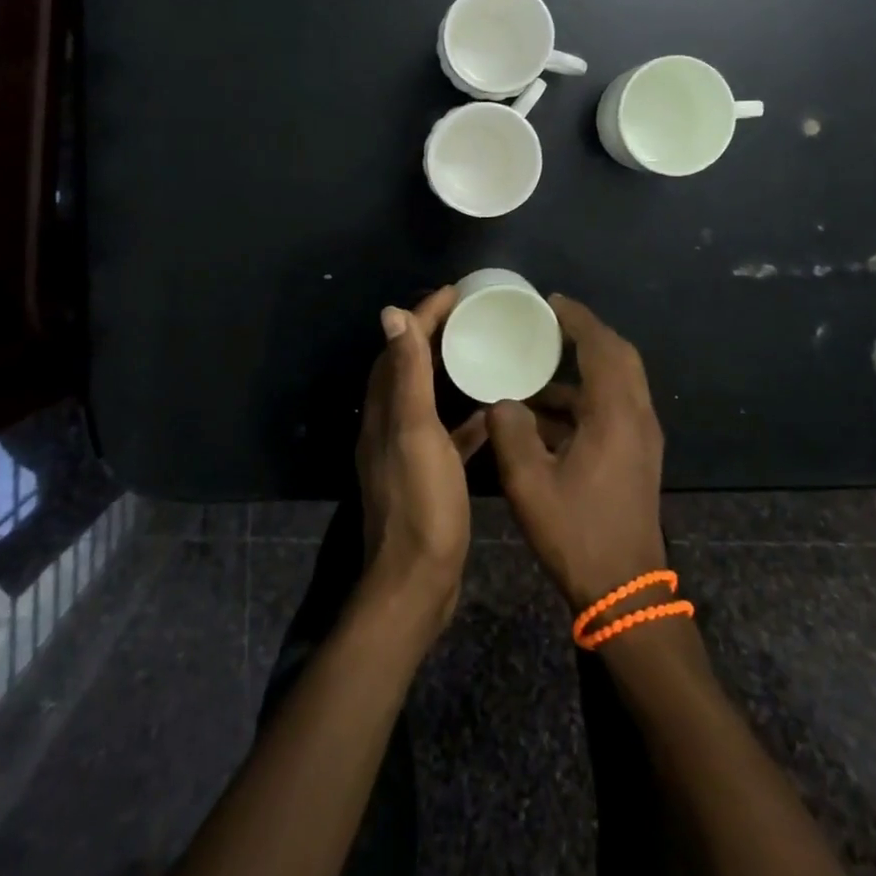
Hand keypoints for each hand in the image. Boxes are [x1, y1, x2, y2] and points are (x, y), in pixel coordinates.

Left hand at [357, 287, 486, 636]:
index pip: (400, 347)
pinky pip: (446, 431)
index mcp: (384, 410)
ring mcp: (407, 452)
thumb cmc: (422, 503)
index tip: (454, 292)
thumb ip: (406, 374)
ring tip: (481, 351)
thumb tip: (391, 314)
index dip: (424, 315)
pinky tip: (491, 411)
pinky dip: (463, 415)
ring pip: (427, 396)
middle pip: (409, 366)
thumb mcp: (416, 432)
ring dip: (448, 370)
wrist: (417, 583)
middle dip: (433, 334)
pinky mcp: (427, 475)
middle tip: (469, 315)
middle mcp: (389, 425)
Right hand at [485, 296, 667, 611]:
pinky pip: (615, 405)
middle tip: (549, 324)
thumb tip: (502, 402)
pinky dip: (586, 395)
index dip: (577, 319)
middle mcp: (636, 416)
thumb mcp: (529, 484)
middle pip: (619, 356)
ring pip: (619, 381)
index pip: (601, 347)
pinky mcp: (638, 454)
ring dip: (585, 367)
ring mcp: (642, 437)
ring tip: (540, 367)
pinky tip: (549, 413)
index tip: (550, 302)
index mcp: (615, 414)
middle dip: (586, 334)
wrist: (625, 591)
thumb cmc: (577, 533)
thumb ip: (511, 433)